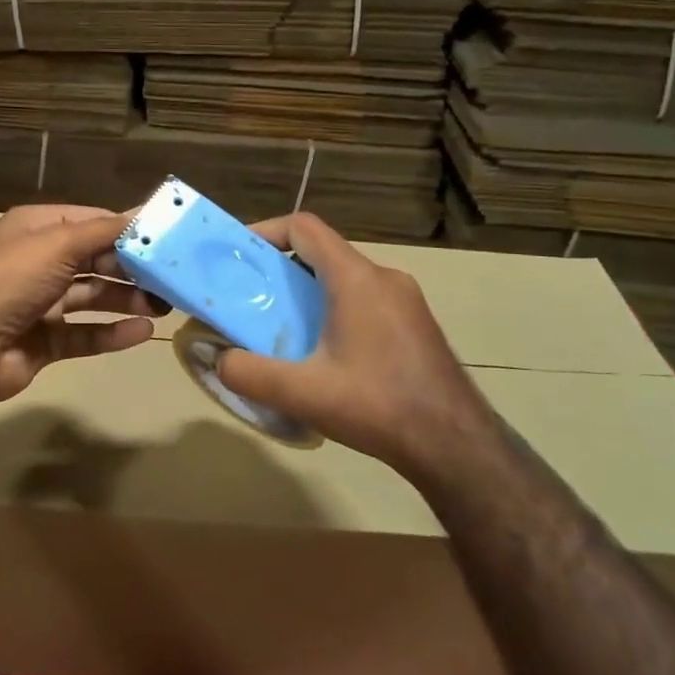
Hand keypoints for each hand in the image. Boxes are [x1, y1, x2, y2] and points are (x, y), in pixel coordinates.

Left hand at [0, 204, 167, 407]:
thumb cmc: (12, 279)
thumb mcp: (58, 243)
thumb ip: (104, 230)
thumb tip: (145, 212)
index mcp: (36, 229)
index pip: (90, 222)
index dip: (125, 229)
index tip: (164, 237)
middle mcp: (37, 262)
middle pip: (94, 261)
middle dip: (130, 268)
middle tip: (170, 278)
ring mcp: (39, 303)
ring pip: (91, 297)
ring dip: (125, 299)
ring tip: (163, 306)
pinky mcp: (43, 341)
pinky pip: (84, 333)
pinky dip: (111, 333)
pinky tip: (141, 333)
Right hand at [215, 213, 500, 474]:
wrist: (457, 446)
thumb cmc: (379, 407)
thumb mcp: (302, 394)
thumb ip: (249, 373)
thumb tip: (217, 359)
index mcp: (356, 279)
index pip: (304, 227)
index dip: (265, 230)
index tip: (238, 255)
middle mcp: (384, 278)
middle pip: (322, 253)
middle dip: (281, 269)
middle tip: (251, 299)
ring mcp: (406, 301)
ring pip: (344, 278)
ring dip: (308, 293)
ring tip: (282, 328)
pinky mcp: (416, 325)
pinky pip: (365, 300)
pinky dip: (334, 310)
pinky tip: (325, 353)